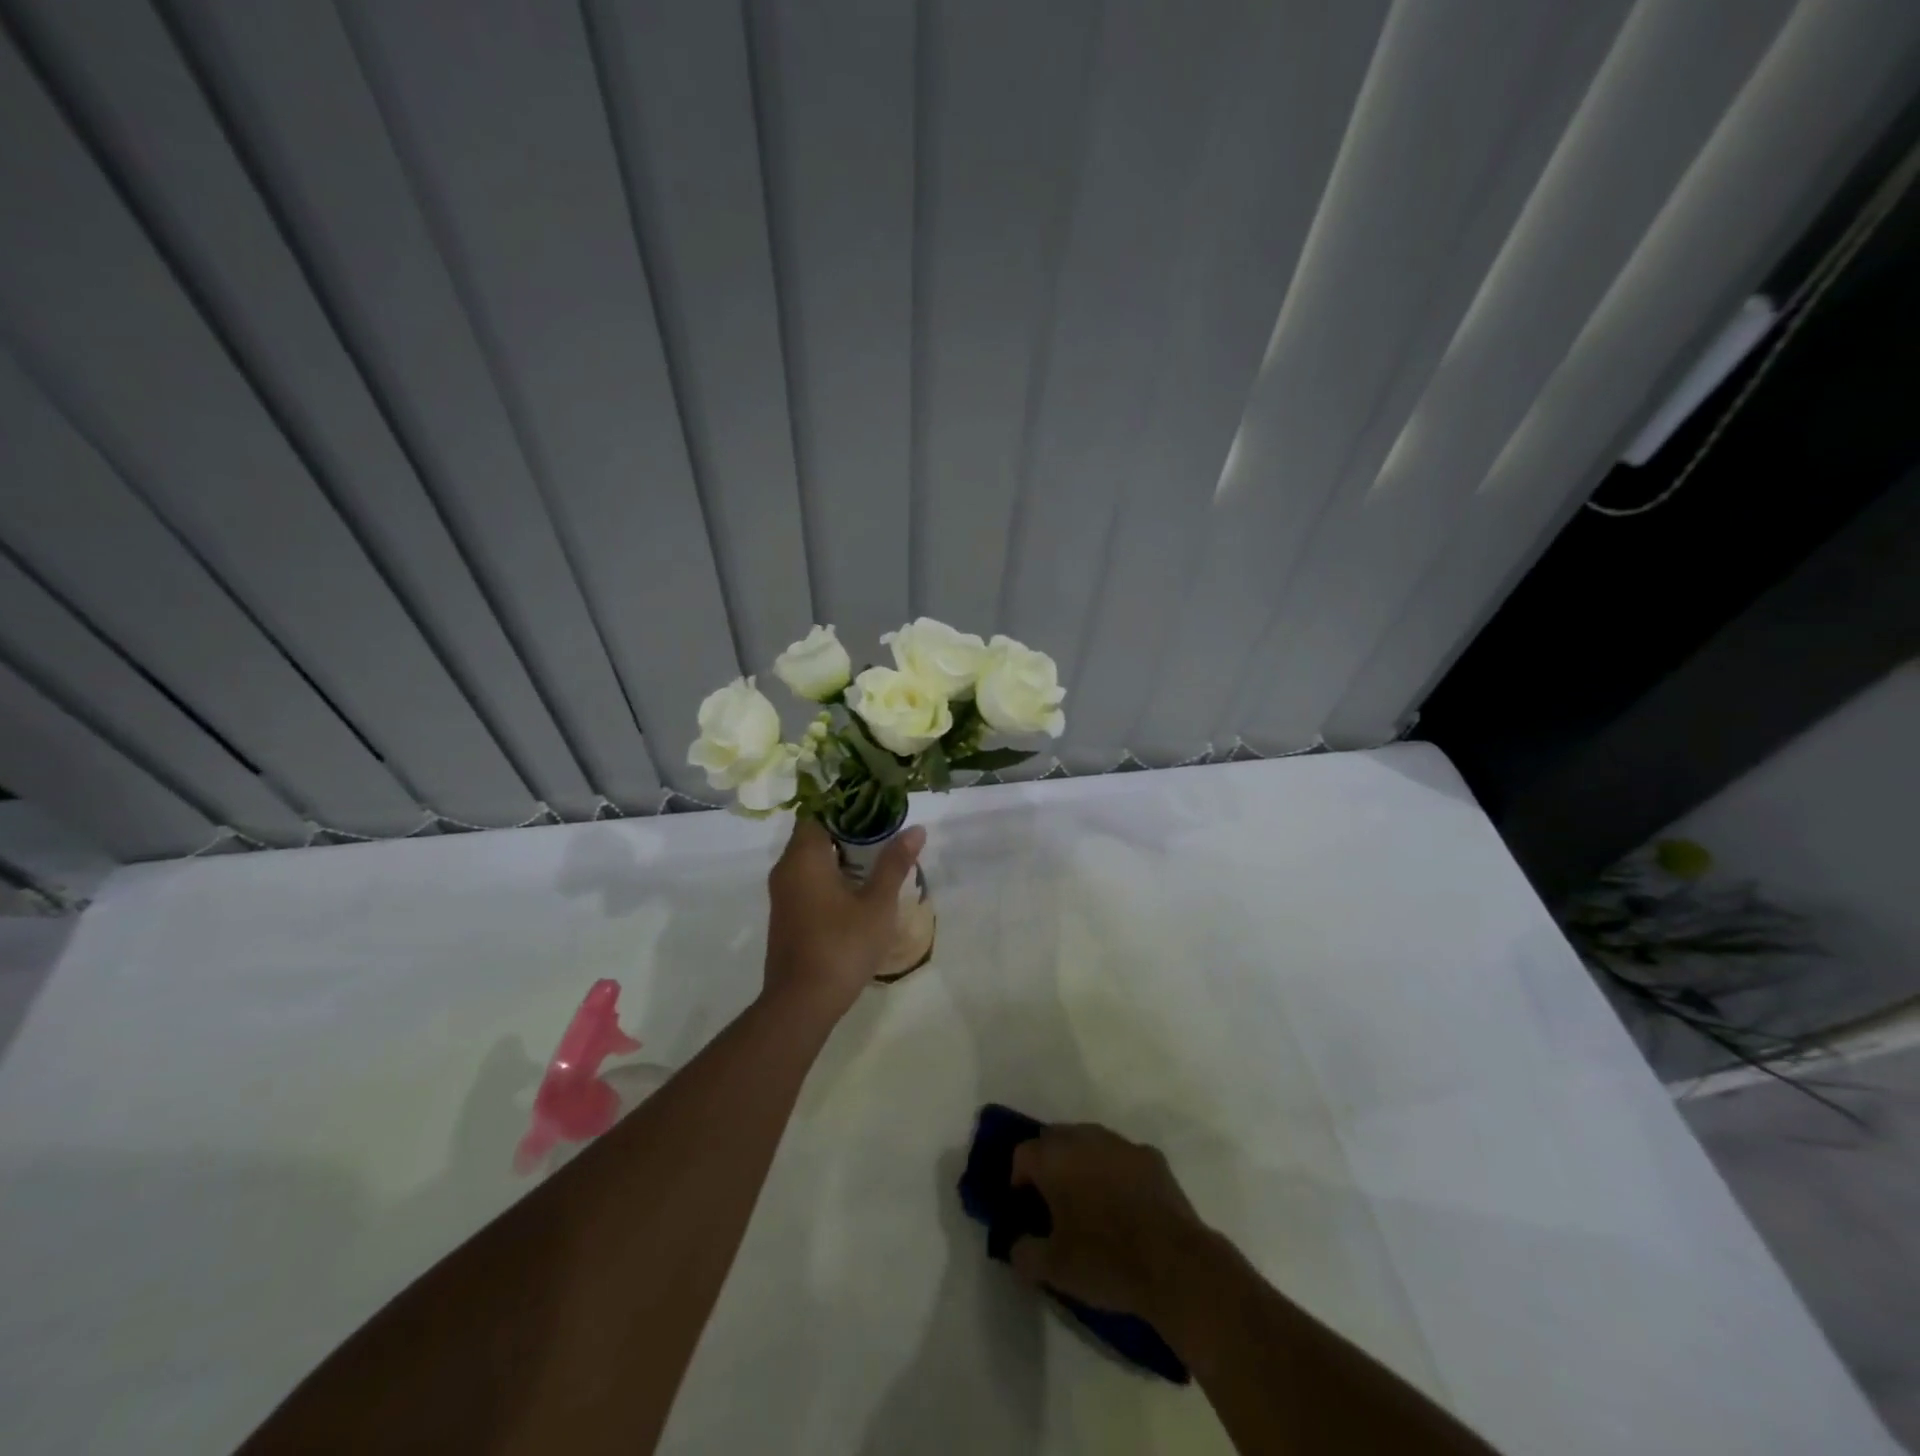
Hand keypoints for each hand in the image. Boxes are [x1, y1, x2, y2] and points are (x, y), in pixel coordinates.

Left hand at [762, 817, 924, 1016]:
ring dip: (839, 856)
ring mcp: (782, 895)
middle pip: (813, 835)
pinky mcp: (786, 916)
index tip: (874, 805)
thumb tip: (916, 829)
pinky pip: (806, 881)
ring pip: (809, 860)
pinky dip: (829, 876)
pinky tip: (856, 889)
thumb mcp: (878, 904)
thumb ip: (895, 864)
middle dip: (846, 830)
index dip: (845, 805)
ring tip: (876, 857)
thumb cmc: (842, 945)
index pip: (818, 813)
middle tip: (883, 830)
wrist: (802, 1002)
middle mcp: (786, 870)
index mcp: (803, 858)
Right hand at [1008, 1123, 1214, 1323]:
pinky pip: (1121, 1156)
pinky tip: (1124, 1205)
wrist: (1175, 1265)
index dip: (1019, 1181)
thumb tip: (1018, 1244)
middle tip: (1053, 1202)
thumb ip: (1024, 1253)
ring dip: (1081, 1163)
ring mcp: (1121, 1144)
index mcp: (1055, 1158)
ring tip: (1088, 1201)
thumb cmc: (1105, 1261)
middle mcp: (1085, 1138)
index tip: (1027, 1211)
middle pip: (1054, 1139)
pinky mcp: (1152, 1157)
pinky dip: (1115, 1172)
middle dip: (1048, 1164)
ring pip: (1089, 1142)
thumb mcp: (1053, 1269)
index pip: (1022, 1154)